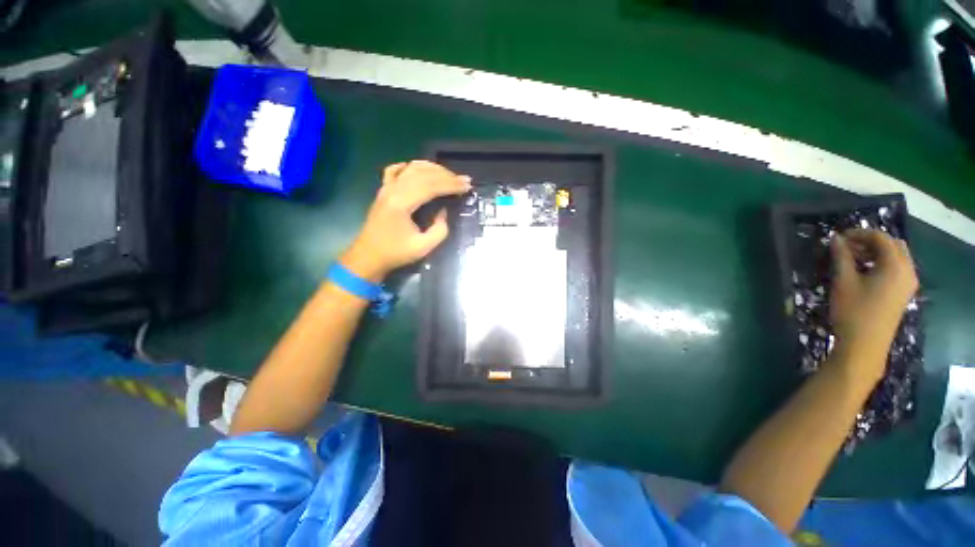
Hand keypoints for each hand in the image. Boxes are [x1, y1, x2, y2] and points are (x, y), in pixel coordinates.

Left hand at [340, 161, 470, 281]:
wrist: (368, 257)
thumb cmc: (395, 253)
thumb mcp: (423, 247)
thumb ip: (439, 230)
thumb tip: (443, 212)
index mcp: (401, 204)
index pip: (430, 186)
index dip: (450, 184)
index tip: (467, 185)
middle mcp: (392, 190)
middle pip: (422, 174)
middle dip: (446, 175)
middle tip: (463, 180)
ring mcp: (386, 189)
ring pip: (410, 168)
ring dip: (432, 168)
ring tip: (448, 175)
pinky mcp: (383, 191)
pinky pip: (394, 171)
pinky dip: (409, 167)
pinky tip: (419, 168)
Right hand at [829, 229, 918, 383]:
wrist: (864, 345)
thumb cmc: (853, 311)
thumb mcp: (843, 281)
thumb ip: (842, 257)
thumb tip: (836, 239)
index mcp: (895, 265)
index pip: (881, 238)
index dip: (860, 233)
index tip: (839, 237)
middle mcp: (908, 270)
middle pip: (893, 245)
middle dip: (870, 241)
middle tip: (847, 246)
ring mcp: (908, 283)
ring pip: (896, 257)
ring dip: (876, 252)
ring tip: (853, 257)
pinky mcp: (904, 293)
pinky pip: (897, 268)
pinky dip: (882, 263)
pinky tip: (865, 271)